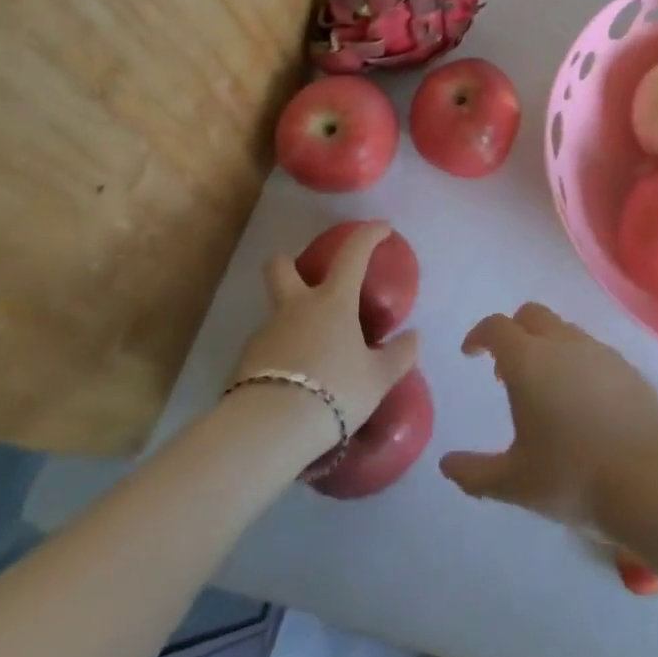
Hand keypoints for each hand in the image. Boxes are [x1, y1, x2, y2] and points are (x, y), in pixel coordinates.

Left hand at [228, 223, 419, 455]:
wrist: (269, 428)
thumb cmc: (334, 391)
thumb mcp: (378, 378)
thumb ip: (399, 355)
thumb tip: (413, 337)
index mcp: (332, 301)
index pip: (353, 253)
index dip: (369, 235)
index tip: (382, 228)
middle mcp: (295, 307)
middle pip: (280, 267)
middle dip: (287, 263)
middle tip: (303, 278)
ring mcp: (266, 332)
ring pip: (276, 314)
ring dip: (291, 324)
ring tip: (312, 359)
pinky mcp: (245, 362)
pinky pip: (268, 350)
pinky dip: (281, 358)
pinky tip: (294, 384)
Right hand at [439, 303, 657, 532]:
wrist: (652, 478)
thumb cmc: (573, 477)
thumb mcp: (515, 483)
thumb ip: (475, 473)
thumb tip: (446, 465)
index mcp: (528, 361)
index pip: (496, 327)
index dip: (479, 335)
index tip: (471, 354)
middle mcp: (562, 343)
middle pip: (531, 315)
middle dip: (513, 332)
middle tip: (506, 371)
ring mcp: (598, 350)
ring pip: (563, 330)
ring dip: (545, 346)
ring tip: (545, 390)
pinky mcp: (626, 366)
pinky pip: (591, 350)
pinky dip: (575, 362)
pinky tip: (581, 402)